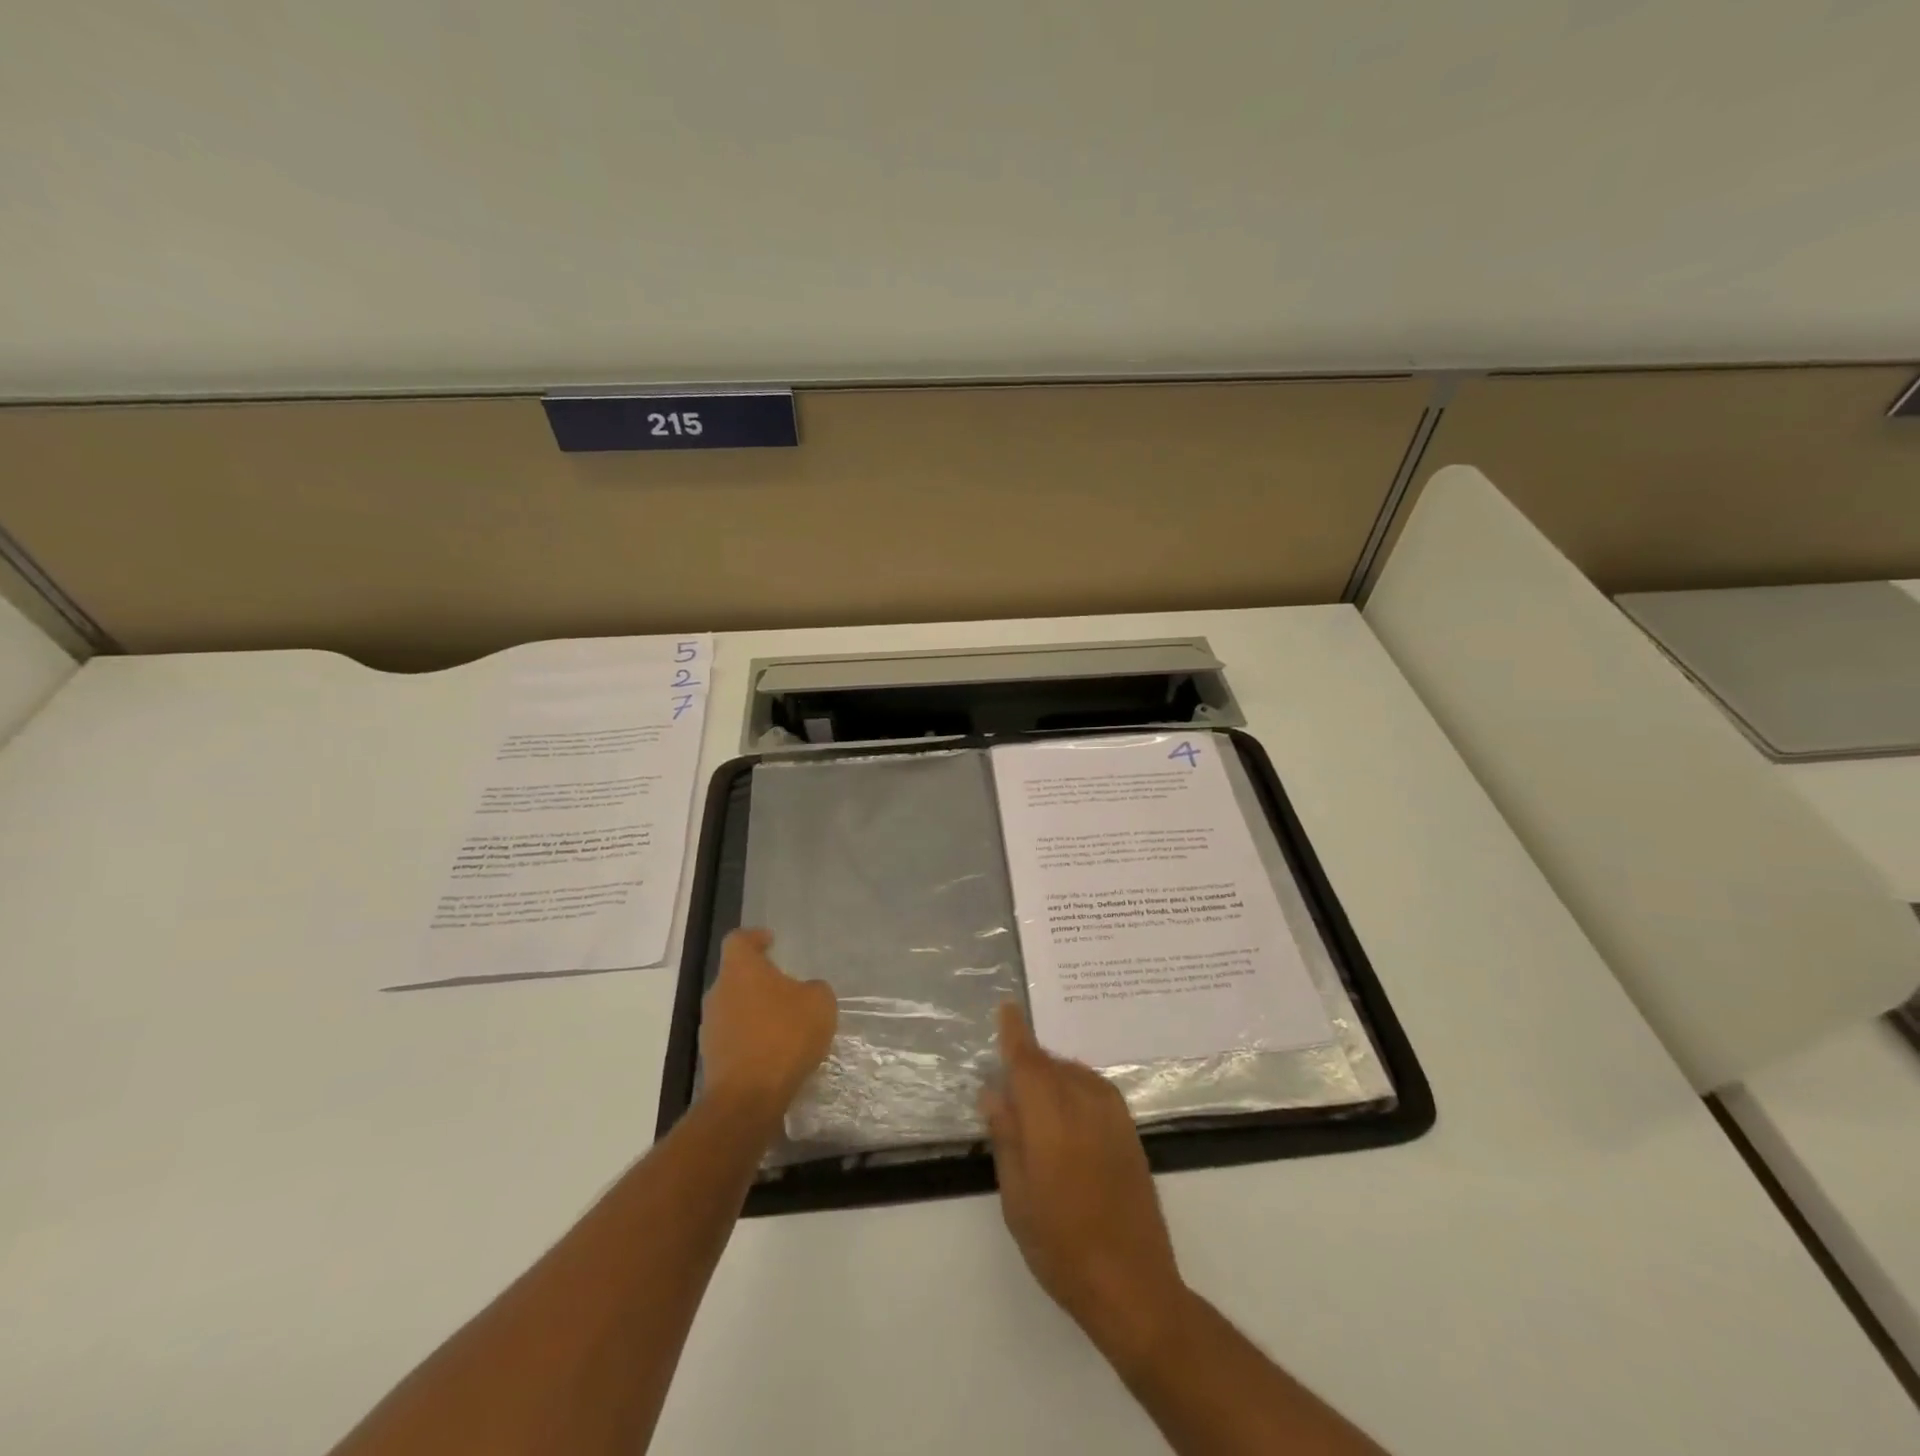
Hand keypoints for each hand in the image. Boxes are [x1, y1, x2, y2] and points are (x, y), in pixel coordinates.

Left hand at [699, 929, 836, 1125]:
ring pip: (734, 1007)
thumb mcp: (819, 1003)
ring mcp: (711, 1027)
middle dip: (759, 979)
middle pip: (736, 975)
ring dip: (755, 1010)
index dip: (754, 937)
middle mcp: (718, 992)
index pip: (738, 940)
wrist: (748, 1097)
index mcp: (740, 969)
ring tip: (783, 1023)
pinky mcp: (712, 1058)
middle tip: (786, 986)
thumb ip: (814, 989)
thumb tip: (805, 991)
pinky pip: (734, 1037)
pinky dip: (751, 1038)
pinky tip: (774, 1051)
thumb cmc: (784, 1036)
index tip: (770, 942)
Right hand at [981, 1003, 1188, 1368]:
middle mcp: (1084, 1104)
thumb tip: (994, 1092)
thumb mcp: (1017, 1196)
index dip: (1015, 1032)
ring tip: (1036, 1102)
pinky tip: (1067, 1113)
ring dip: (1053, 1076)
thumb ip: (1006, 1136)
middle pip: (1050, 1064)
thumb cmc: (1061, 1245)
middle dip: (1029, 1062)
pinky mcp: (1130, 1131)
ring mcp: (1113, 1115)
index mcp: (1050, 1117)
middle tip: (1008, 1080)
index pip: (1028, 1060)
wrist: (1133, 1284)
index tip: (1007, 1007)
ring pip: (1074, 1074)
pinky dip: (1076, 1087)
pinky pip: (1095, 1089)